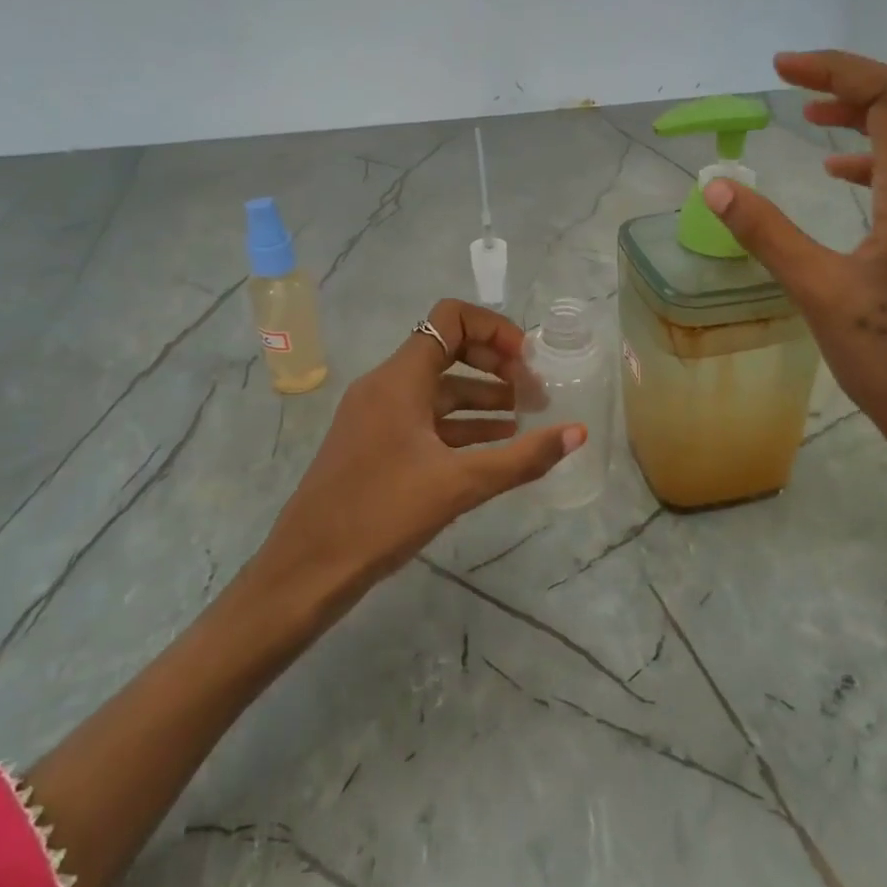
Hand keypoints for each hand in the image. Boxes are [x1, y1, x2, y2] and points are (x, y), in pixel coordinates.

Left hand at [250, 299, 585, 603]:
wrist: (308, 568)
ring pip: (438, 388)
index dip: (495, 331)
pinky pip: (424, 418)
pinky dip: (460, 423)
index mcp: (400, 379)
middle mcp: (386, 385)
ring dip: (482, 397)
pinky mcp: (374, 442)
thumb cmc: (381, 514)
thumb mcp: (460, 485)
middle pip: (448, 349)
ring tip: (525, 420)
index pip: (451, 319)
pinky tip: (493, 444)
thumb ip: (523, 457)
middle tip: (534, 395)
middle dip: (495, 366)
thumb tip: (578, 433)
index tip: (527, 363)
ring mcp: (376, 414)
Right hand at [702, 51, 886, 477]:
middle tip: (792, 83)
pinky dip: (872, 157)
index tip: (783, 70)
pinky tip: (838, 174)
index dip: (838, 72)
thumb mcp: (817, 292)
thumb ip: (766, 233)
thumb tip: (717, 185)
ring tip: (810, 119)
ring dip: (863, 117)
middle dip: (850, 84)